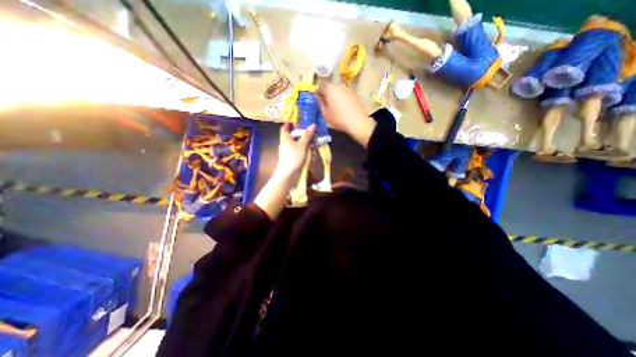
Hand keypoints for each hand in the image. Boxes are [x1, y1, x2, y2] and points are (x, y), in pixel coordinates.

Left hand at [275, 122, 315, 178]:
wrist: (288, 174)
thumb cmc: (293, 157)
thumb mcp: (302, 145)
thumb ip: (307, 135)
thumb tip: (313, 125)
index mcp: (285, 138)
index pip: (285, 127)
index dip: (290, 123)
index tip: (298, 121)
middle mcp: (286, 143)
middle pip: (294, 135)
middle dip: (304, 135)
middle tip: (312, 134)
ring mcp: (289, 151)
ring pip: (299, 145)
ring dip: (307, 145)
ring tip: (315, 148)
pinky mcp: (292, 158)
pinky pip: (300, 152)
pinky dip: (306, 153)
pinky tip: (312, 157)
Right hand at [315, 80, 373, 145]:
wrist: (358, 122)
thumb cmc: (339, 119)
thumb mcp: (325, 114)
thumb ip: (320, 104)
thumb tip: (318, 98)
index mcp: (329, 88)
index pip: (320, 85)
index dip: (317, 92)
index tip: (317, 99)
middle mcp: (338, 84)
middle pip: (330, 87)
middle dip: (327, 93)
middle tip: (326, 103)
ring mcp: (348, 88)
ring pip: (338, 90)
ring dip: (335, 95)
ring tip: (335, 106)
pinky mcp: (355, 93)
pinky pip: (345, 93)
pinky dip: (342, 98)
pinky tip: (343, 107)